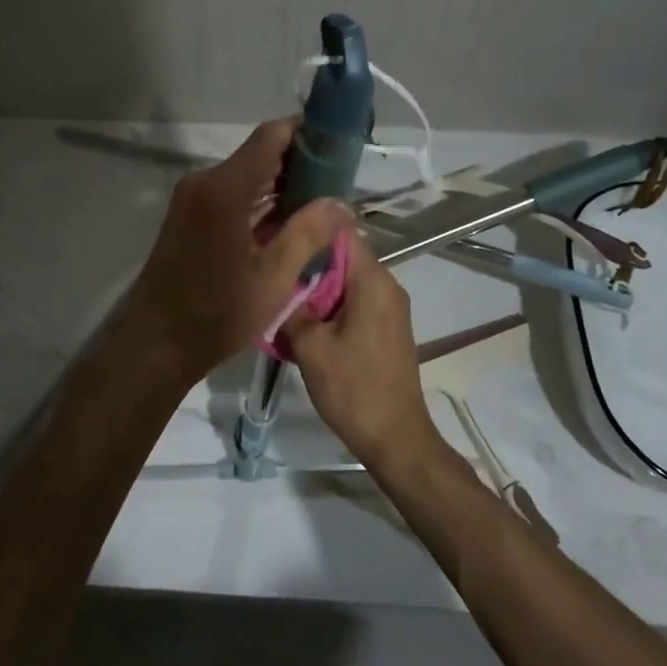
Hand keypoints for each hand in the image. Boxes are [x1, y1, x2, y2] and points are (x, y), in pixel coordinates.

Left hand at [119, 118, 354, 383]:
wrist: (156, 344)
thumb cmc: (217, 313)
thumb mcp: (273, 278)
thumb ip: (309, 232)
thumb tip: (341, 203)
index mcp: (224, 188)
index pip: (271, 136)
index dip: (307, 132)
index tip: (341, 144)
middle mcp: (204, 182)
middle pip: (259, 154)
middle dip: (300, 164)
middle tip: (340, 183)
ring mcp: (192, 199)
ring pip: (246, 177)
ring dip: (280, 186)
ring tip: (322, 204)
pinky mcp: (188, 216)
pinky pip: (231, 195)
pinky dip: (259, 203)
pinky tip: (288, 223)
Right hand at [287, 228, 436, 468]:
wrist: (395, 438)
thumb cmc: (353, 388)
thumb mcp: (311, 346)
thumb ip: (293, 306)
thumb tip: (277, 280)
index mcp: (373, 281)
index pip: (343, 232)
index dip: (311, 227)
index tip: (279, 231)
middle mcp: (387, 286)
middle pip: (344, 255)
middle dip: (308, 258)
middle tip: (271, 263)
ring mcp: (390, 307)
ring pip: (347, 279)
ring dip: (317, 284)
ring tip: (280, 290)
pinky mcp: (387, 327)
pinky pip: (355, 300)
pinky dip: (330, 303)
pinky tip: (303, 317)